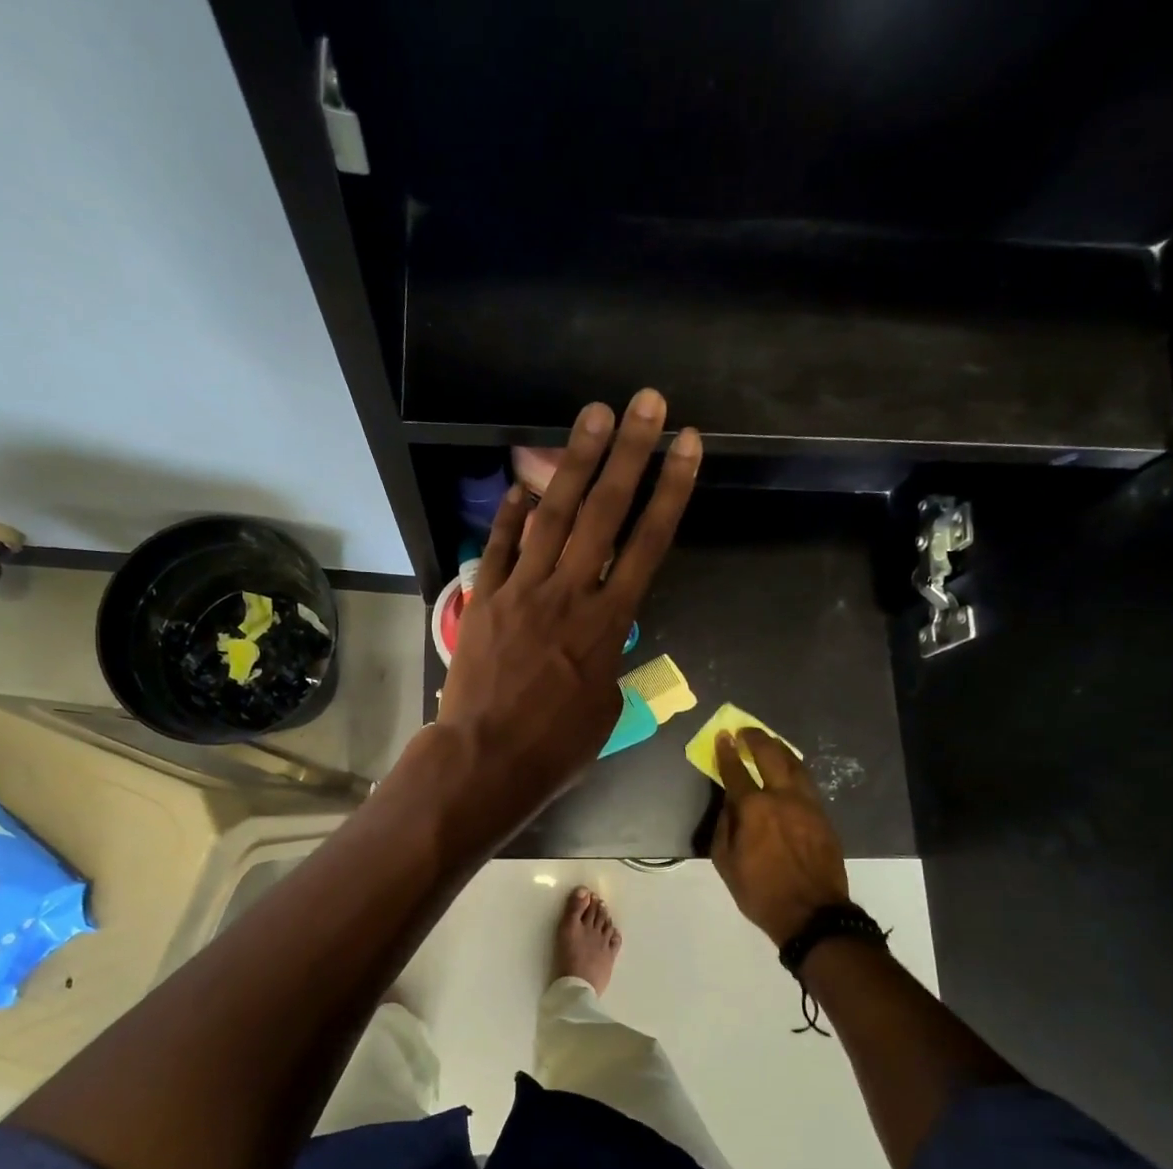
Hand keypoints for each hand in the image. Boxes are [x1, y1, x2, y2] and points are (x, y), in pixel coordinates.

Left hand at [434, 388, 701, 848]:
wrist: (486, 760)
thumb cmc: (556, 747)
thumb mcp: (605, 707)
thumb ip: (609, 659)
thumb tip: (603, 636)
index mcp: (608, 624)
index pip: (648, 543)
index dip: (671, 491)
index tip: (688, 447)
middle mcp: (569, 593)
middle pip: (604, 511)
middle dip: (630, 453)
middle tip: (646, 404)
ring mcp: (522, 591)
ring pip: (553, 515)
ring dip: (575, 461)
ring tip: (594, 415)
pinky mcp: (485, 598)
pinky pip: (501, 546)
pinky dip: (512, 515)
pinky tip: (523, 484)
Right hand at [711, 728, 849, 944]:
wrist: (813, 914)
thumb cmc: (761, 892)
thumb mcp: (726, 863)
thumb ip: (724, 826)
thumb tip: (728, 804)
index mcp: (754, 808)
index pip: (736, 771)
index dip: (727, 752)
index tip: (723, 736)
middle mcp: (782, 797)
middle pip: (770, 755)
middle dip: (756, 739)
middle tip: (745, 731)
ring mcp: (808, 804)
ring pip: (795, 764)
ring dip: (779, 749)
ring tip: (769, 742)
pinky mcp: (824, 815)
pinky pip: (807, 782)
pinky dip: (794, 768)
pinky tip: (789, 769)